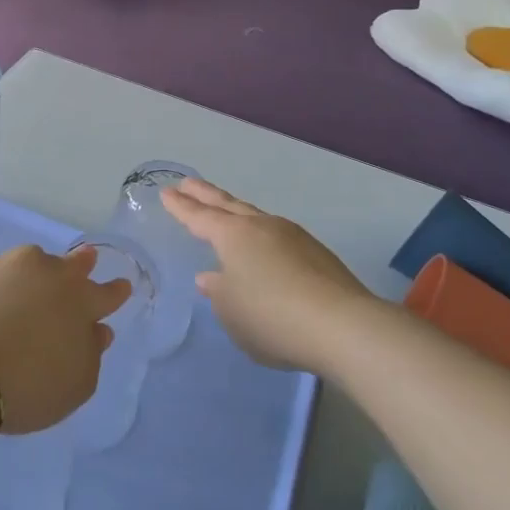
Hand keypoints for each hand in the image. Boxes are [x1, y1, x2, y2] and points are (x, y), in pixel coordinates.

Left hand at [0, 244, 133, 434]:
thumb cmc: (26, 385)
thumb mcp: (75, 385)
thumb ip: (91, 354)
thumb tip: (97, 331)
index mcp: (81, 301)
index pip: (106, 293)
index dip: (115, 292)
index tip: (122, 286)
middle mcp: (48, 273)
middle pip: (71, 264)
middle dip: (82, 263)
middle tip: (87, 259)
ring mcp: (7, 267)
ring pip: (33, 263)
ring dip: (39, 271)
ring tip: (34, 283)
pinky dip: (2, 285)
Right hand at [162, 178, 377, 374]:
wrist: (343, 326)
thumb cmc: (271, 317)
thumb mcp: (231, 311)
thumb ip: (218, 292)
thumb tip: (212, 277)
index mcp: (234, 235)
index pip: (199, 216)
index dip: (181, 206)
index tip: (166, 192)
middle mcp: (263, 227)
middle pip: (228, 205)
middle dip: (206, 194)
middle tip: (188, 183)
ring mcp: (294, 237)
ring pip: (256, 218)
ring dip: (237, 213)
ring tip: (226, 214)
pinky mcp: (317, 255)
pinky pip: (278, 238)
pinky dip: (262, 238)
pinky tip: (264, 251)